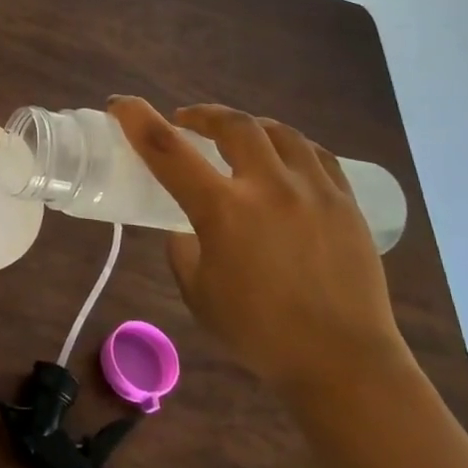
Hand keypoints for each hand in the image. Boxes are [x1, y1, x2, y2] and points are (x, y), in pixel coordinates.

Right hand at [109, 97, 413, 406]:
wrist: (343, 363)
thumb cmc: (259, 333)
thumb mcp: (197, 293)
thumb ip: (183, 249)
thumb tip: (184, 226)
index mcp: (223, 210)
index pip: (168, 150)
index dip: (137, 119)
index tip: (120, 103)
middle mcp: (268, 188)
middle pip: (232, 124)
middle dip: (203, 114)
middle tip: (187, 121)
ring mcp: (314, 191)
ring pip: (278, 132)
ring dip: (248, 125)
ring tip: (237, 135)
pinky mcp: (346, 203)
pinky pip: (317, 155)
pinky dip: (290, 146)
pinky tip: (283, 156)